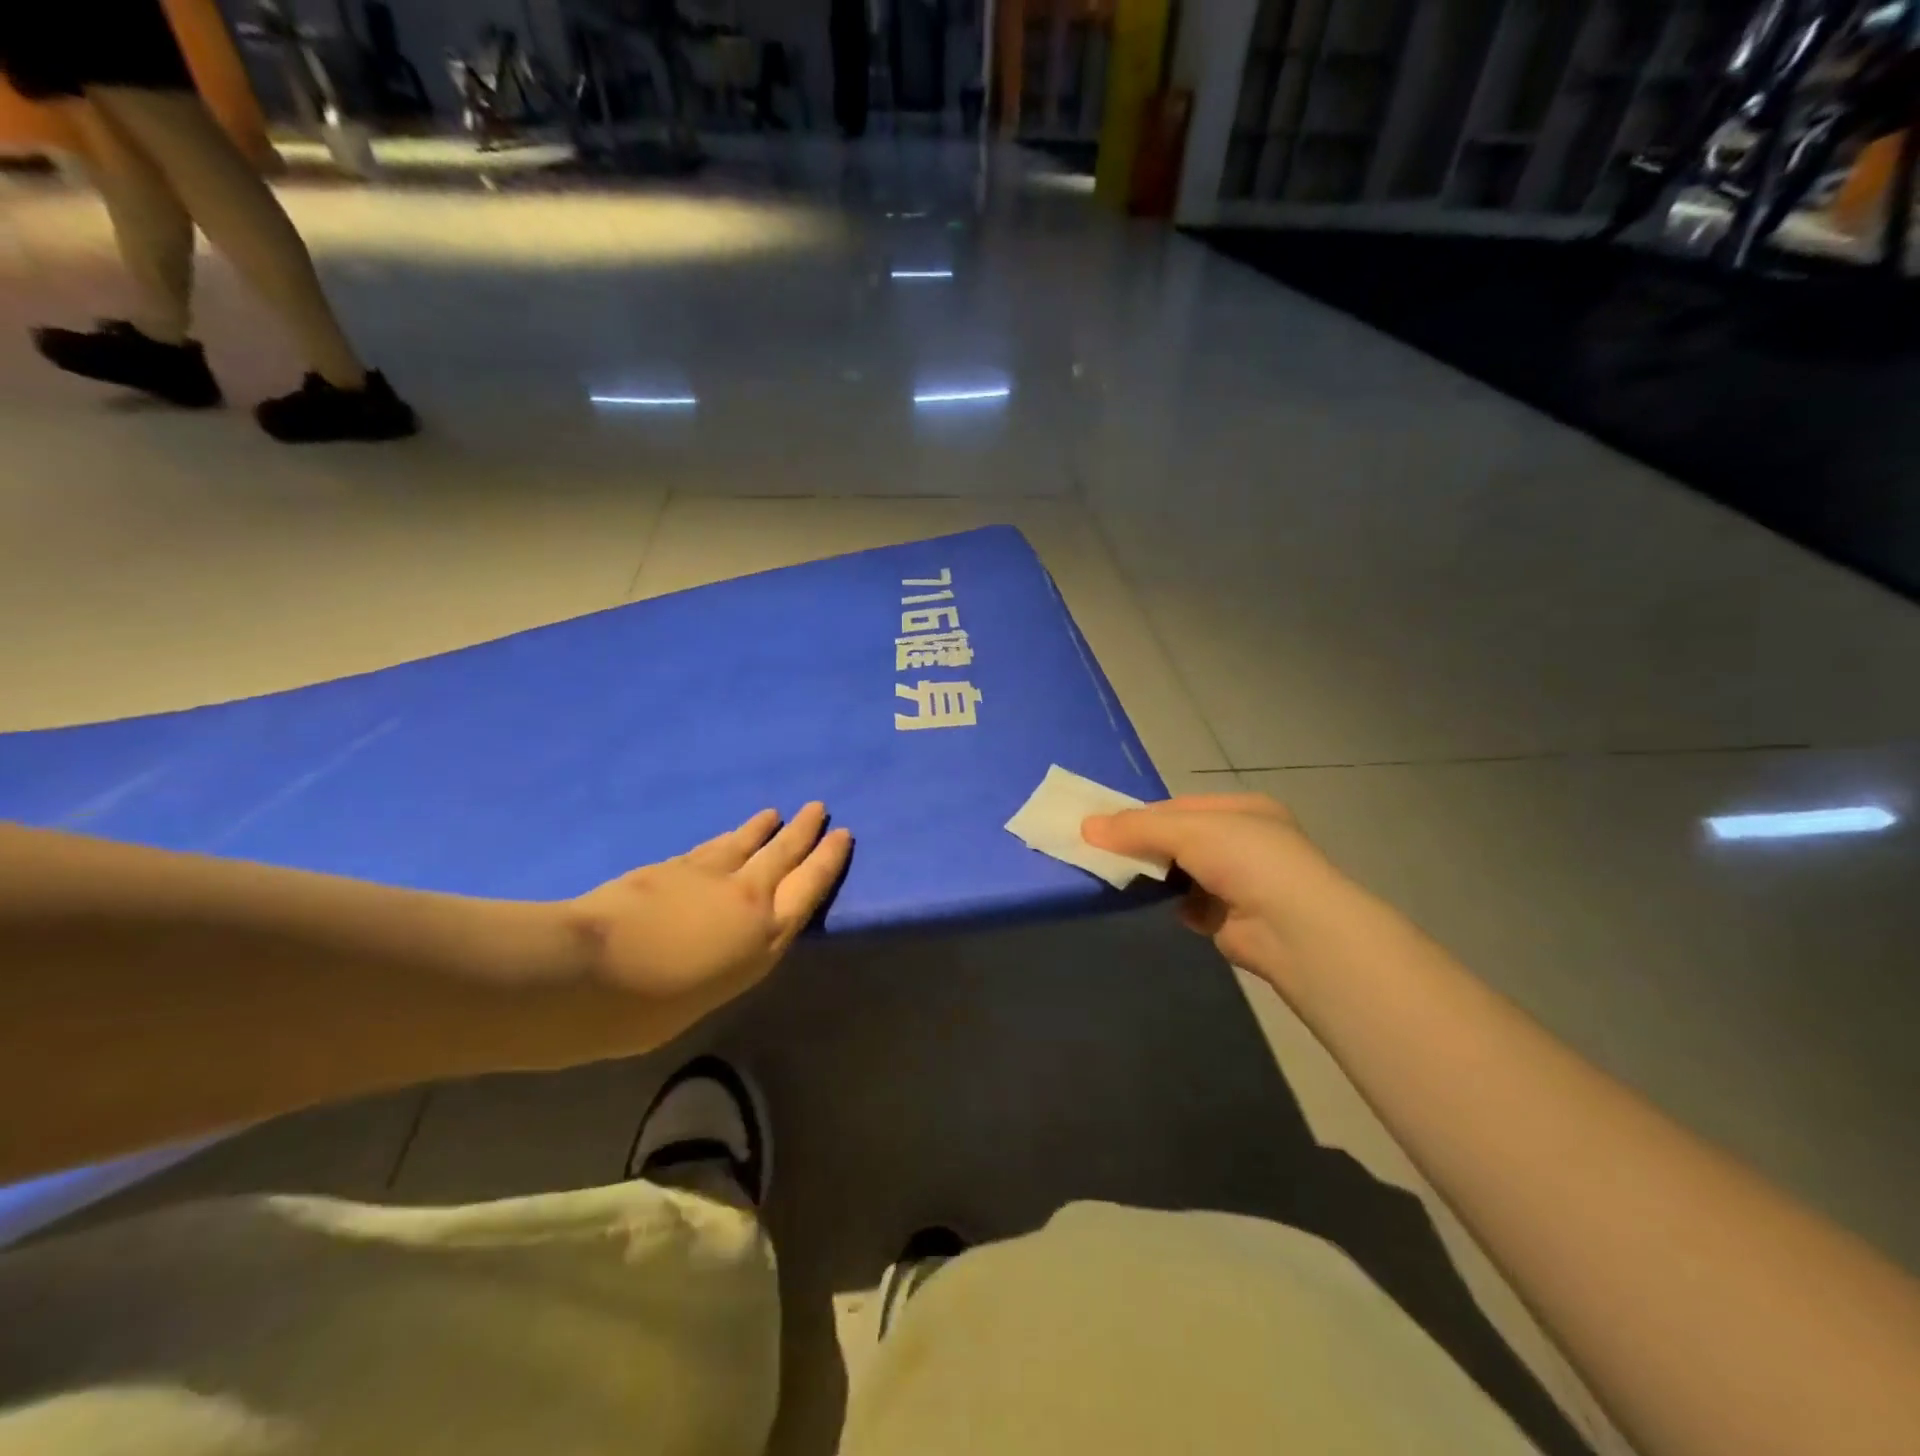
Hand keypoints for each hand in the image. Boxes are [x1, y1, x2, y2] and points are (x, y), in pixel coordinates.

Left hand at [563, 803, 851, 1047]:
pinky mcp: (673, 867)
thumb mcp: (704, 997)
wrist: (588, 971)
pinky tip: (728, 834)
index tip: (842, 834)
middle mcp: (746, 900)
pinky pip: (710, 848)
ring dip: (763, 828)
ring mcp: (708, 878)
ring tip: (776, 813)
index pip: (808, 889)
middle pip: (783, 856)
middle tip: (818, 807)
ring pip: (746, 844)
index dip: (827, 860)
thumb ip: (719, 965)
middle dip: (803, 831)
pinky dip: (725, 838)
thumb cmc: (646, 1010)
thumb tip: (710, 953)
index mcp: (763, 939)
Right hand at [1083, 793, 1343, 994]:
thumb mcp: (1188, 830)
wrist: (1294, 929)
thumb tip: (1086, 826)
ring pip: (1183, 872)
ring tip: (1118, 876)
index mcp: (1244, 810)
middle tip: (1103, 851)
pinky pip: (1190, 905)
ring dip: (1155, 876)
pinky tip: (1152, 905)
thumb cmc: (1246, 860)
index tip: (1104, 825)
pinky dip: (1173, 905)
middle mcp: (1245, 843)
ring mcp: (1240, 882)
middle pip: (1180, 839)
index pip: (1182, 806)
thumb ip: (1137, 828)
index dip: (1143, 814)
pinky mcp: (1231, 919)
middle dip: (1145, 845)